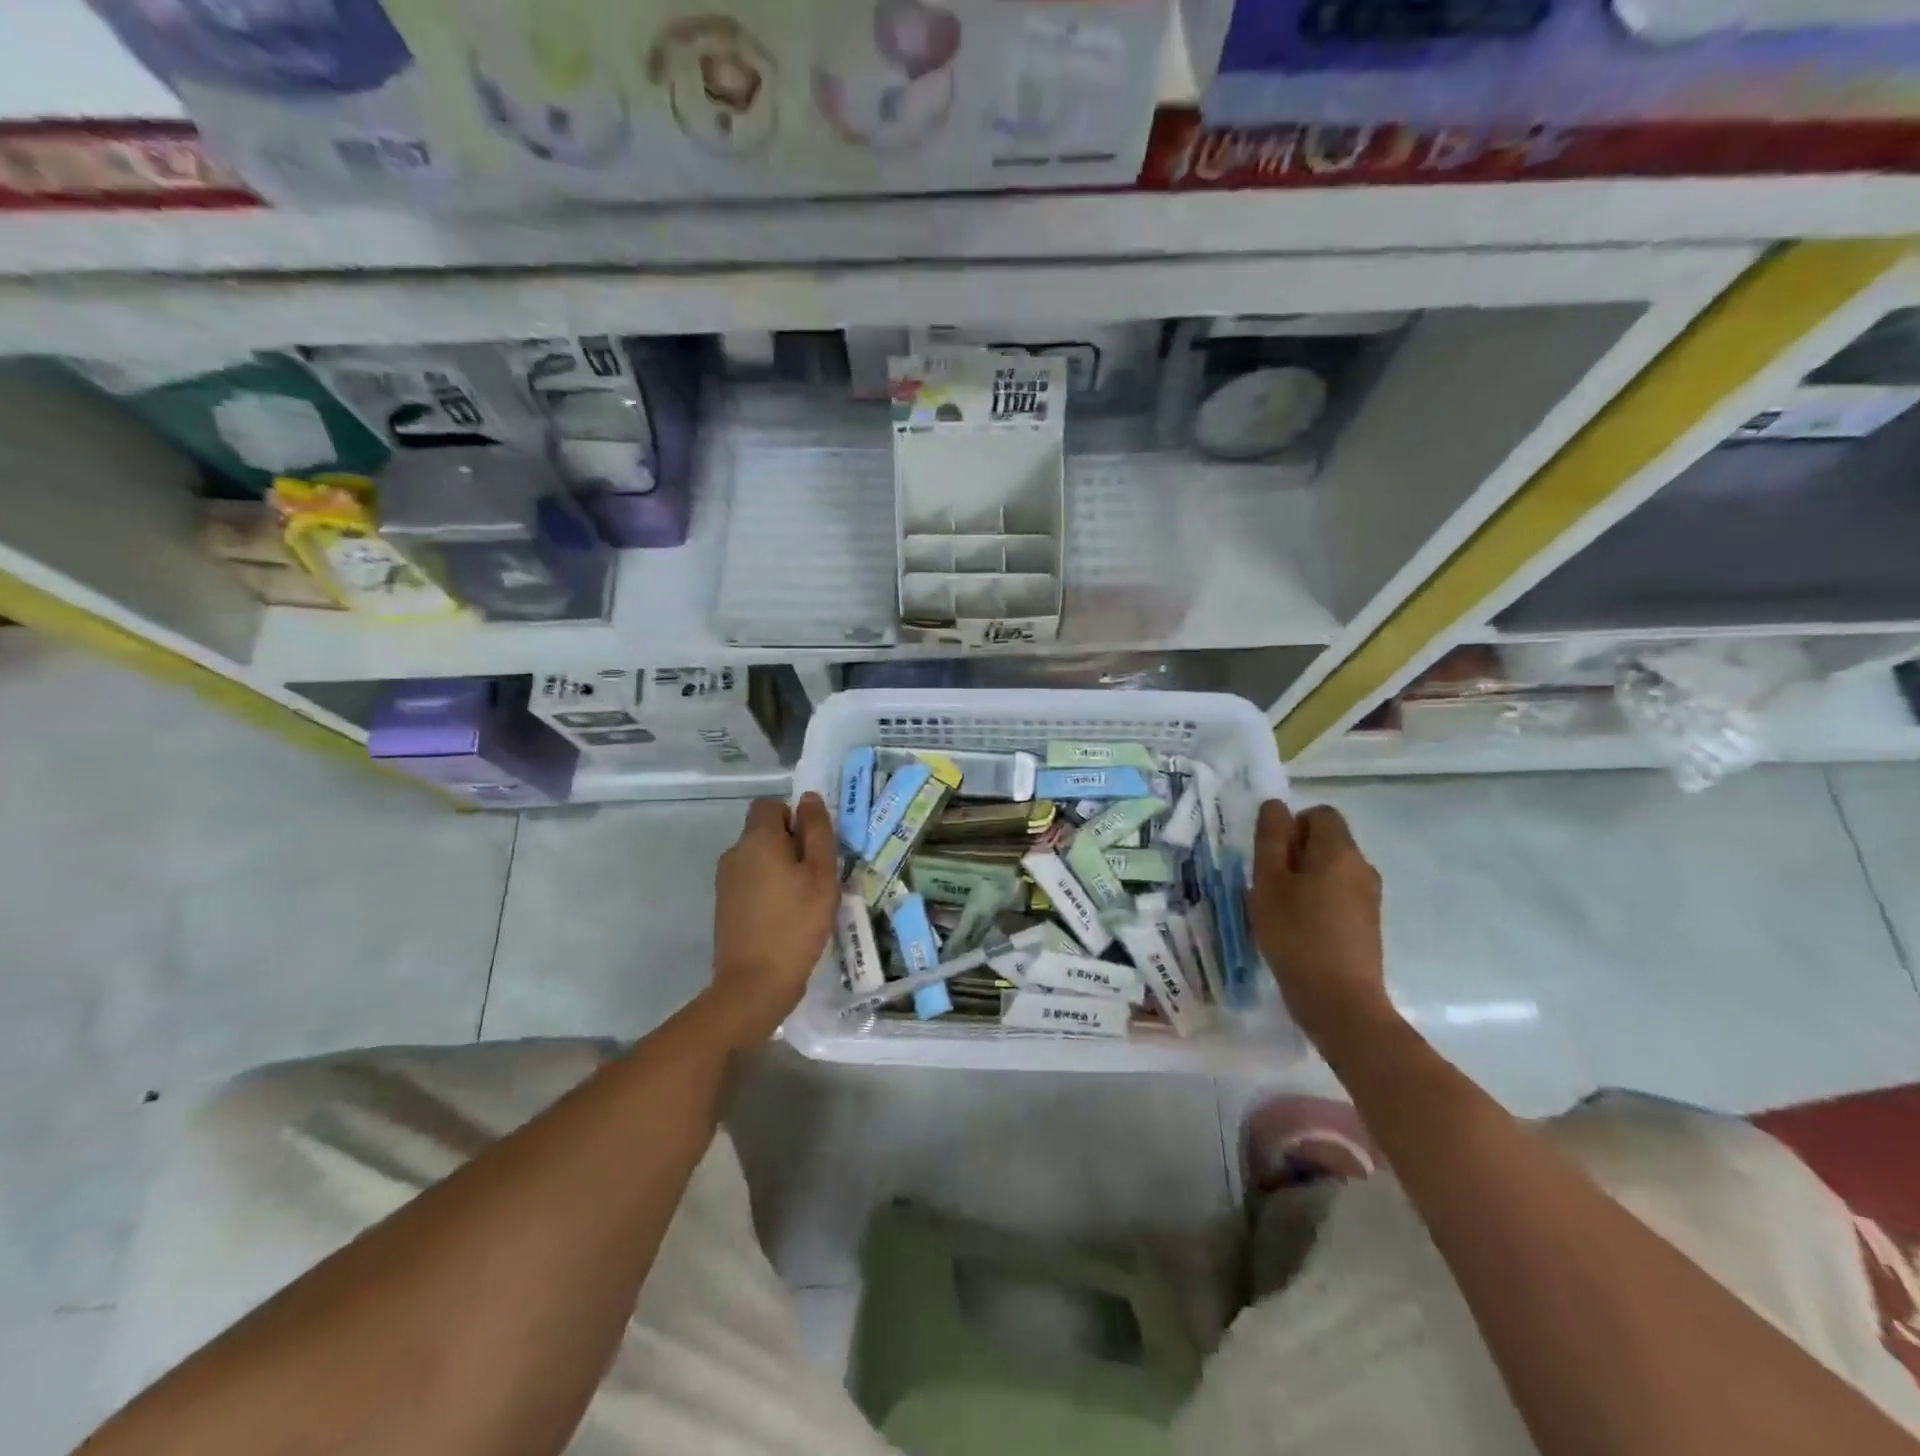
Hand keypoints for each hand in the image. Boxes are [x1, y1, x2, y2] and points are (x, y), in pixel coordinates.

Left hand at [706, 794, 839, 1048]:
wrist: (754, 984)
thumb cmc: (796, 923)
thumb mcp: (821, 874)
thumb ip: (817, 831)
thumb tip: (808, 799)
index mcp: (758, 839)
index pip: (771, 804)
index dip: (795, 818)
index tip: (814, 847)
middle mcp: (735, 852)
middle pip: (765, 831)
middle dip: (792, 845)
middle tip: (817, 877)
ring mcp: (726, 880)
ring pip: (759, 858)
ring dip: (781, 869)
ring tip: (804, 900)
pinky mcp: (725, 904)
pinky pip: (751, 881)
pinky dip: (769, 889)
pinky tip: (786, 917)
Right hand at [1250, 800, 1395, 1053]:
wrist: (1339, 1001)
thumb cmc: (1295, 935)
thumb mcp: (1268, 882)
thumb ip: (1271, 839)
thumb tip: (1277, 806)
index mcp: (1339, 851)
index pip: (1319, 814)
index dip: (1291, 826)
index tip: (1270, 858)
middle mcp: (1362, 867)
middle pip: (1327, 841)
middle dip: (1295, 854)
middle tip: (1269, 886)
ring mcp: (1369, 897)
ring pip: (1332, 870)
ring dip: (1305, 880)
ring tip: (1281, 911)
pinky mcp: (1368, 924)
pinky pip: (1339, 896)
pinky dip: (1318, 902)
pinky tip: (1299, 930)